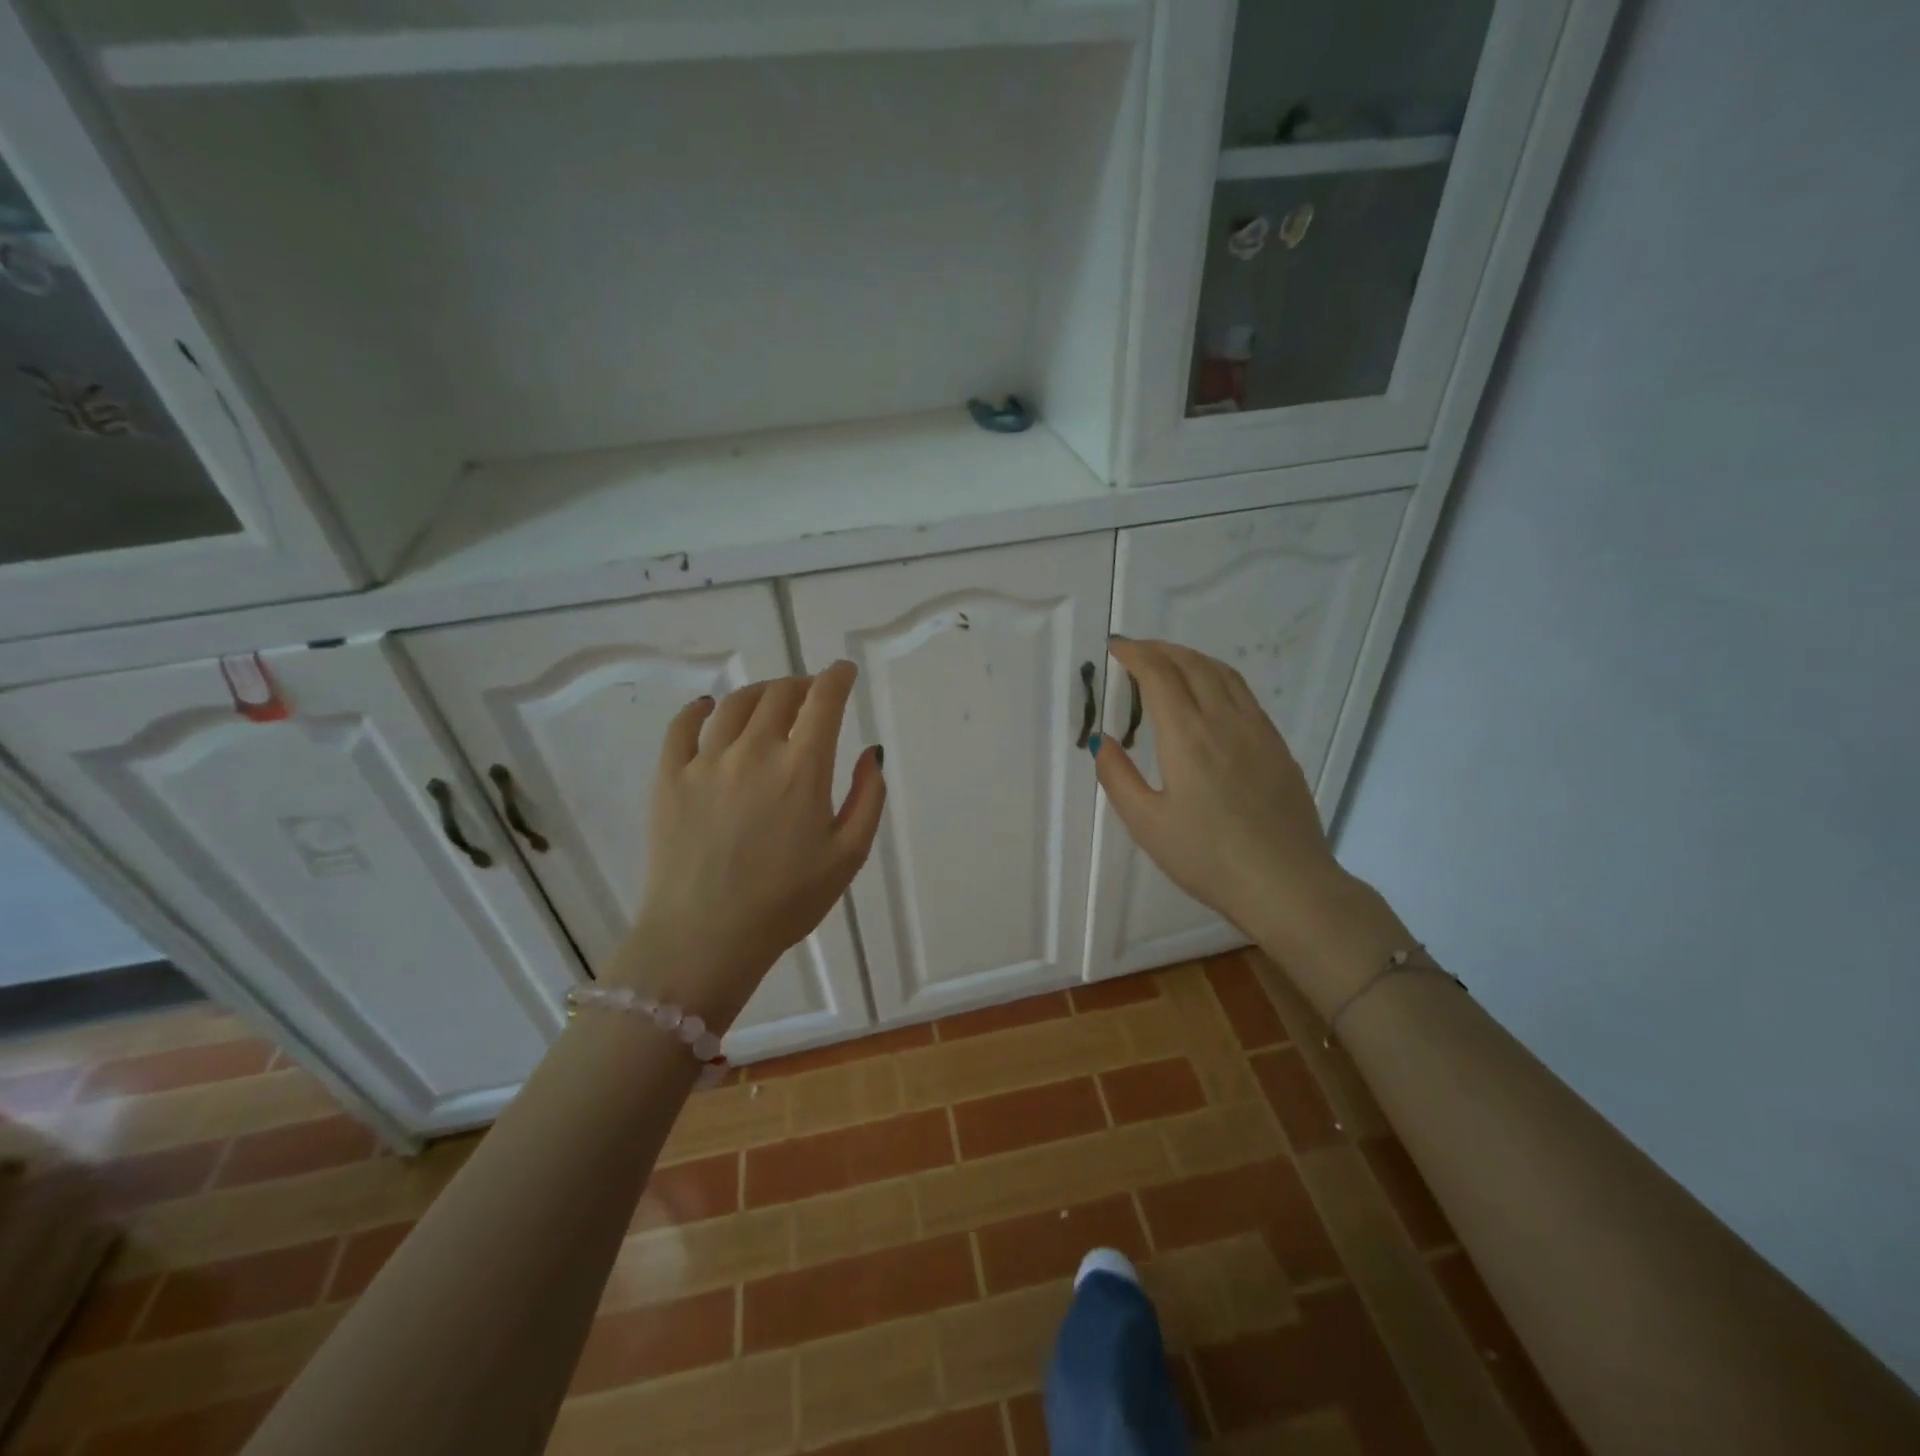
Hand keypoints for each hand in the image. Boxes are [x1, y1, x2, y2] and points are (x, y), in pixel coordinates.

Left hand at [609, 661, 884, 1029]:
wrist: (704, 938)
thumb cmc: (786, 902)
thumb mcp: (848, 856)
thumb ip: (868, 797)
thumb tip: (870, 752)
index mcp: (803, 768)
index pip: (823, 700)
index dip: (837, 678)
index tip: (844, 671)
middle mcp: (755, 751)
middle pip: (780, 694)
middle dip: (802, 685)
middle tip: (811, 694)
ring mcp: (706, 761)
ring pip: (735, 703)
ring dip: (760, 692)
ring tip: (770, 700)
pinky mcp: (669, 777)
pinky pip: (682, 726)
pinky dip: (700, 709)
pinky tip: (708, 708)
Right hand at [1093, 638, 1407, 1013]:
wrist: (1286, 884)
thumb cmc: (1207, 858)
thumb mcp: (1147, 824)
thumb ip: (1118, 777)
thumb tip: (1103, 740)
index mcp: (1188, 736)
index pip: (1159, 674)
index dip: (1135, 654)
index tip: (1115, 648)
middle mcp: (1224, 721)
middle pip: (1192, 664)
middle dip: (1160, 649)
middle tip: (1136, 651)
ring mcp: (1257, 730)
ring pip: (1223, 674)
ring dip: (1191, 658)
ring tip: (1170, 662)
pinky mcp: (1277, 746)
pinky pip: (1244, 694)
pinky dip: (1217, 677)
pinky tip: (1210, 695)